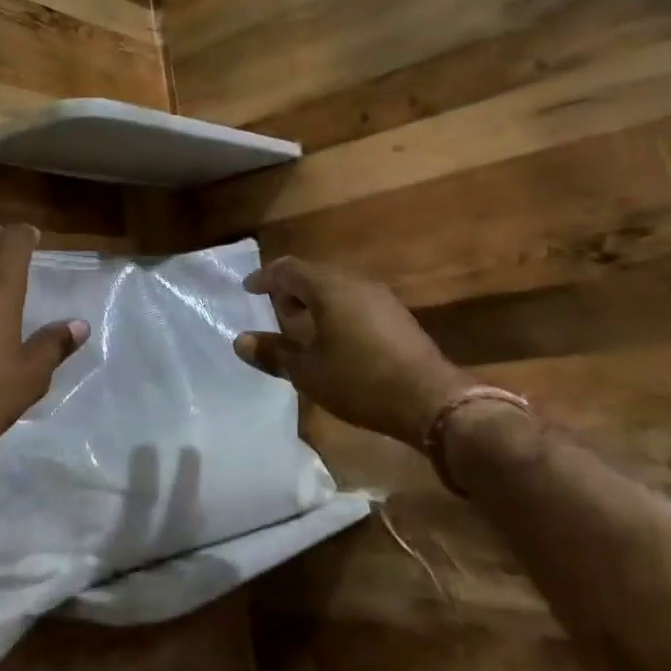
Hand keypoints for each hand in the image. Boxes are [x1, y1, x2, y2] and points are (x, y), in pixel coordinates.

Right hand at [235, 255, 468, 446]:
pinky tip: (335, 337)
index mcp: (329, 288)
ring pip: (337, 287)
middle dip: (290, 288)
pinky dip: (336, 310)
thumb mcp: (308, 372)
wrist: (430, 400)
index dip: (265, 277)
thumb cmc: (359, 381)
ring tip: (301, 324)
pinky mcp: (397, 316)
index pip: (289, 269)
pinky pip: (355, 301)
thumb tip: (240, 341)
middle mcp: (355, 283)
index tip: (249, 289)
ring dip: (315, 300)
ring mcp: (381, 298)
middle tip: (274, 308)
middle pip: (314, 274)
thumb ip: (273, 353)